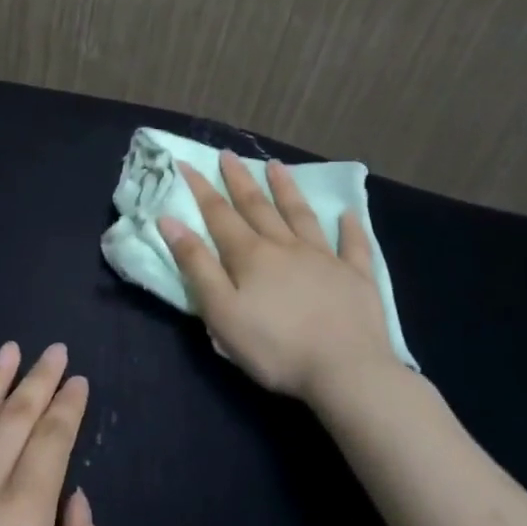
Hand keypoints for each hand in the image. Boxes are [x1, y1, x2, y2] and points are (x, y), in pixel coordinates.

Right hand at [158, 151, 408, 408]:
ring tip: (276, 166)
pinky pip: (353, 245)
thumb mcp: (221, 311)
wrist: (345, 371)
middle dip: (240, 180)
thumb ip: (196, 265)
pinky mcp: (356, 277)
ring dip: (287, 190)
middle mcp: (285, 247)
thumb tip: (170, 221)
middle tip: (228, 154)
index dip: (200, 188)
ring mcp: (324, 258)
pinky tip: (347, 214)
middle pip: (258, 206)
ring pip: (301, 215)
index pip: (219, 214)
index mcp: (250, 256)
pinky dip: (350, 228)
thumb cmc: (273, 347)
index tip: (185, 163)